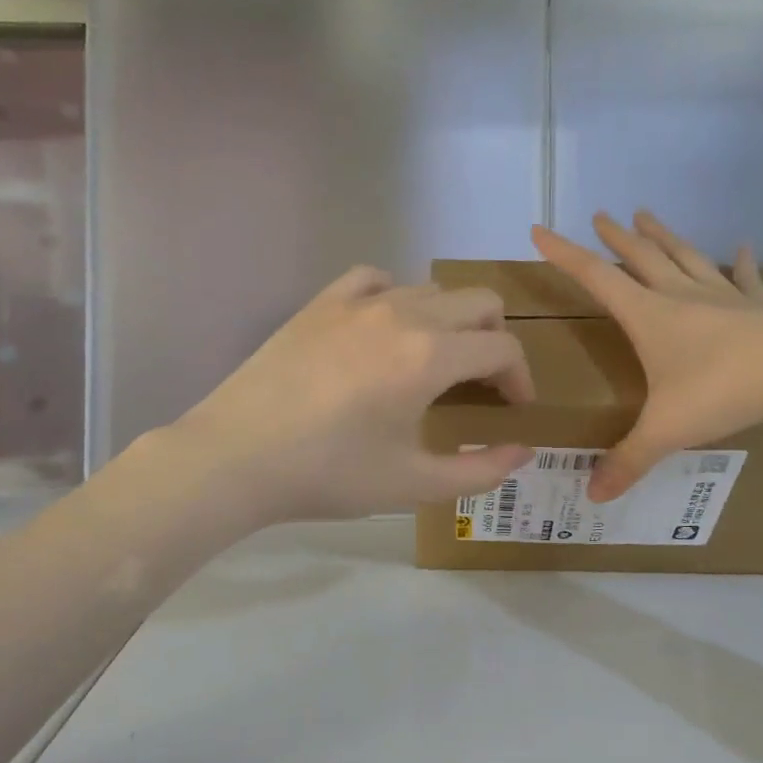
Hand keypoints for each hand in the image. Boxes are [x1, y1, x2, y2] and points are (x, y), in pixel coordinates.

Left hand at [166, 265, 535, 524]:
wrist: (237, 456)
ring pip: (431, 289)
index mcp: (430, 356)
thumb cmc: (329, 474)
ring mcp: (358, 301)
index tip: (514, 408)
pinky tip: (386, 329)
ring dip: (450, 322)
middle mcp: (403, 313)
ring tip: (434, 363)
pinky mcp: (322, 301)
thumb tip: (524, 450)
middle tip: (483, 384)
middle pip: (478, 302)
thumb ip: (480, 470)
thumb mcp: (414, 484)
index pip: (502, 347)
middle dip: (495, 340)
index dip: (520, 377)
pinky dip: (397, 298)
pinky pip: (376, 278)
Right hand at [531, 210, 762, 499]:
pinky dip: (741, 262)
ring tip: (647, 215)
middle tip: (601, 215)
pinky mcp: (762, 306)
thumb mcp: (666, 430)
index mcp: (650, 317)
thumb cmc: (725, 390)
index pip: (596, 278)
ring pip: (686, 257)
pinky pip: (746, 277)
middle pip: (642, 258)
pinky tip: (742, 246)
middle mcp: (682, 297)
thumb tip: (591, 496)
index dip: (565, 255)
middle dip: (617, 238)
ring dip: (664, 237)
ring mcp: (725, 297)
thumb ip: (628, 460)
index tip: (540, 231)